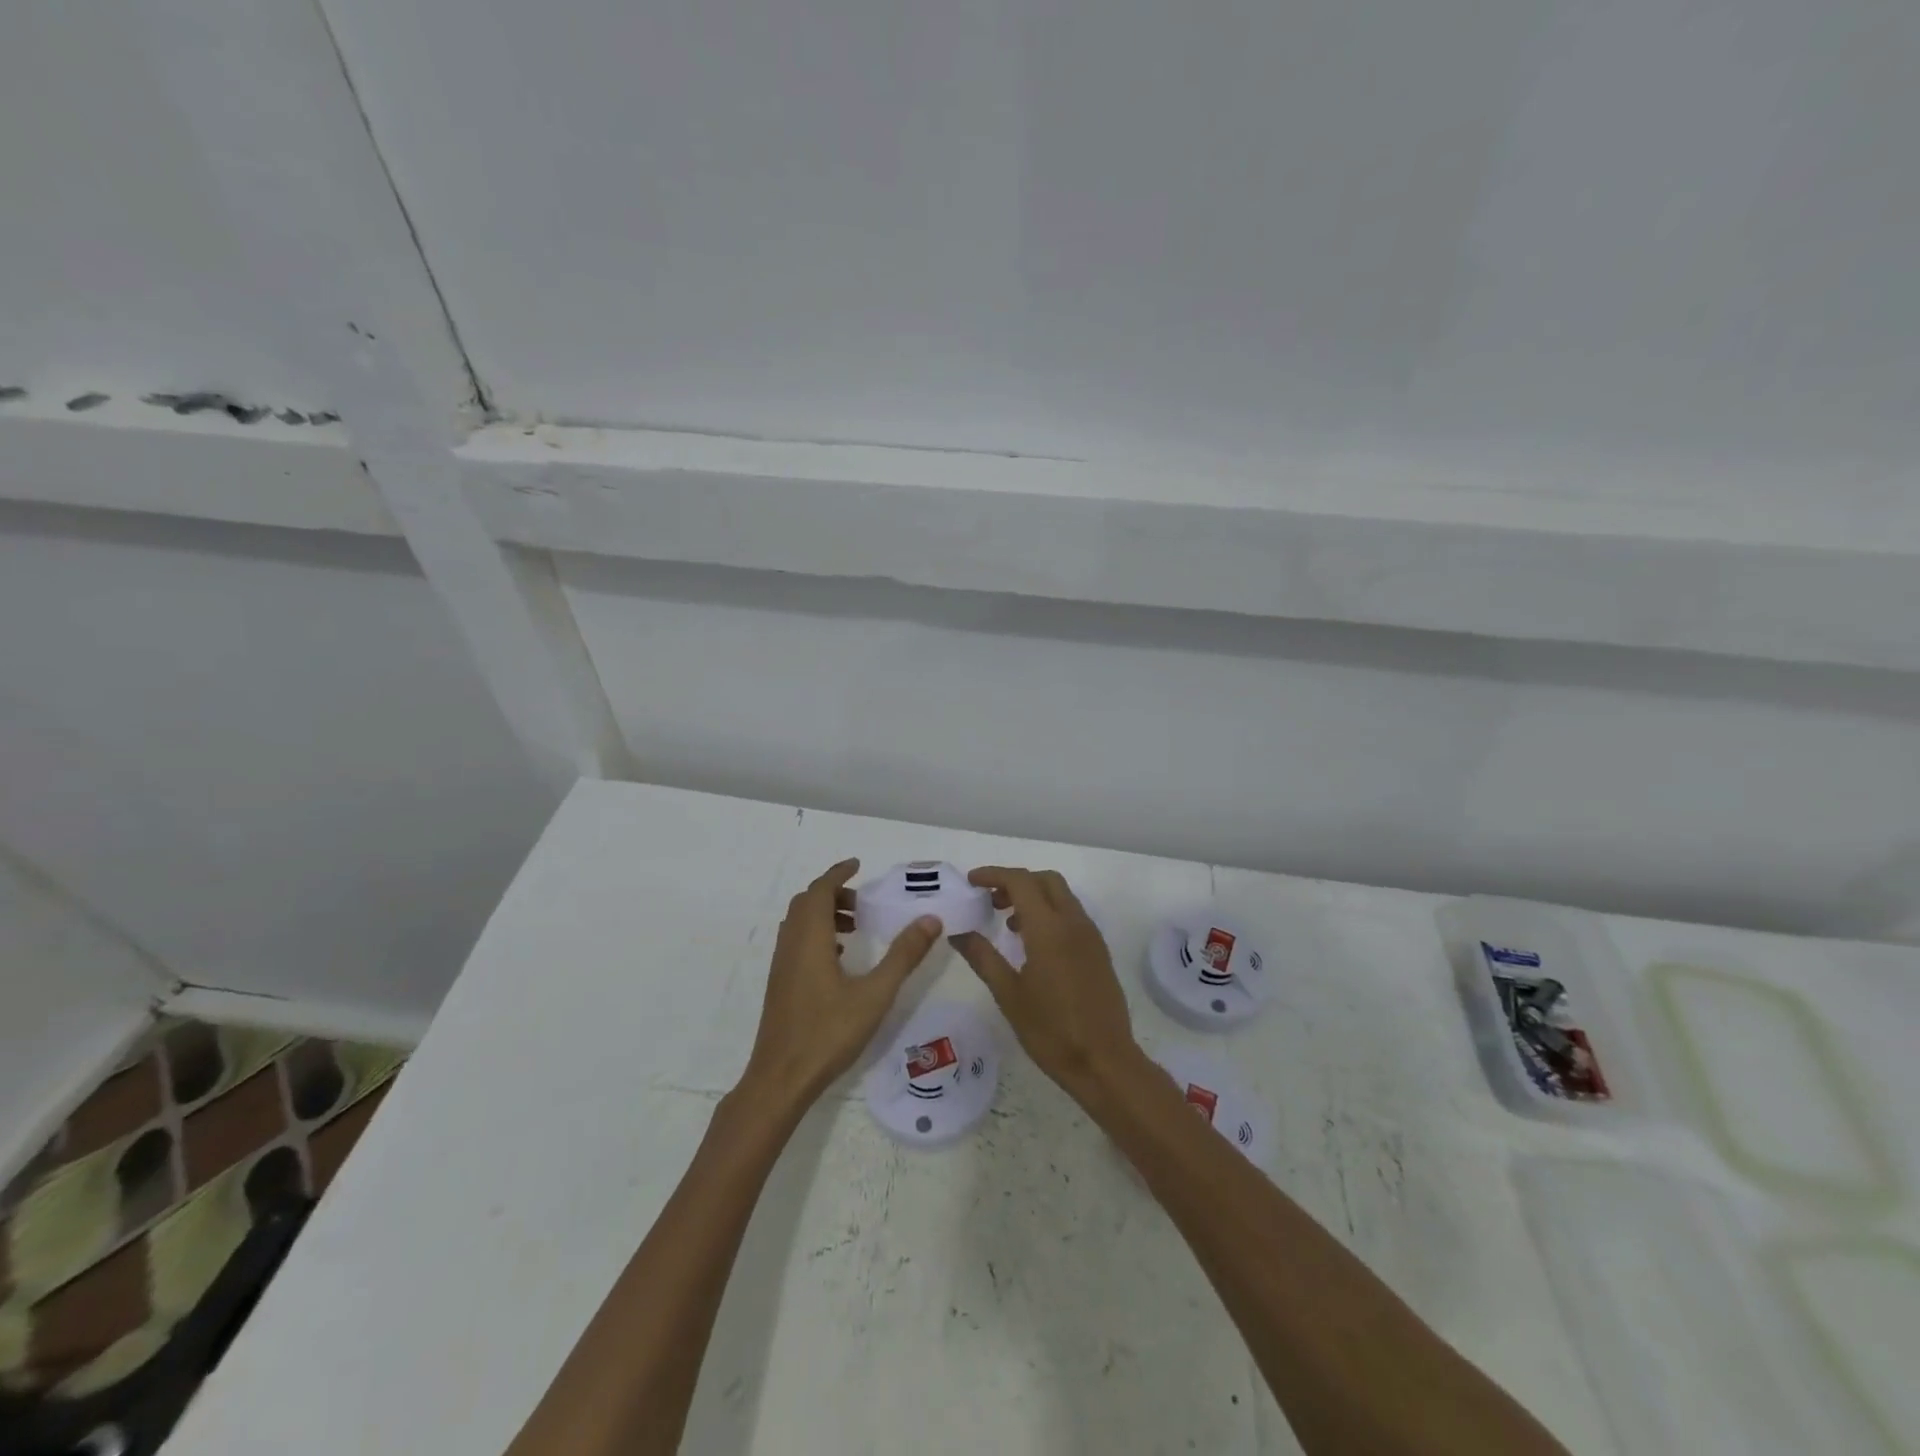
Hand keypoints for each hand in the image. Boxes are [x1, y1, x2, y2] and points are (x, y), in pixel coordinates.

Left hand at [739, 859, 941, 1108]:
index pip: (820, 890)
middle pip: (807, 903)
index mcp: (810, 939)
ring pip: (799, 923)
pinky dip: (816, 935)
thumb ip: (903, 955)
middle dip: (834, 894)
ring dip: (824, 914)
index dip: (838, 873)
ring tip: (856, 928)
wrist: (781, 1079)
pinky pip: (796, 942)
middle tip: (864, 904)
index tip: (858, 865)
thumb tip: (930, 919)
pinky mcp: (779, 985)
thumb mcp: (875, 994)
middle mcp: (791, 945)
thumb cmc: (829, 1033)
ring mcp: (781, 966)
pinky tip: (839, 959)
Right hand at [950, 866, 1144, 1106]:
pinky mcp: (1098, 951)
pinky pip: (1072, 915)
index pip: (1020, 881)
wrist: (1104, 1062)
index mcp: (1049, 929)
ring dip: (1034, 897)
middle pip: (1045, 880)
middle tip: (990, 900)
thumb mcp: (1009, 994)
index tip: (971, 881)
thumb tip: (958, 932)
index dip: (993, 874)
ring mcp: (1090, 936)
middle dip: (1016, 882)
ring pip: (1061, 896)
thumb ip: (983, 957)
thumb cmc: (1051, 1031)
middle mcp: (1073, 922)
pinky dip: (1049, 913)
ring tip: (1007, 923)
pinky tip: (1032, 944)